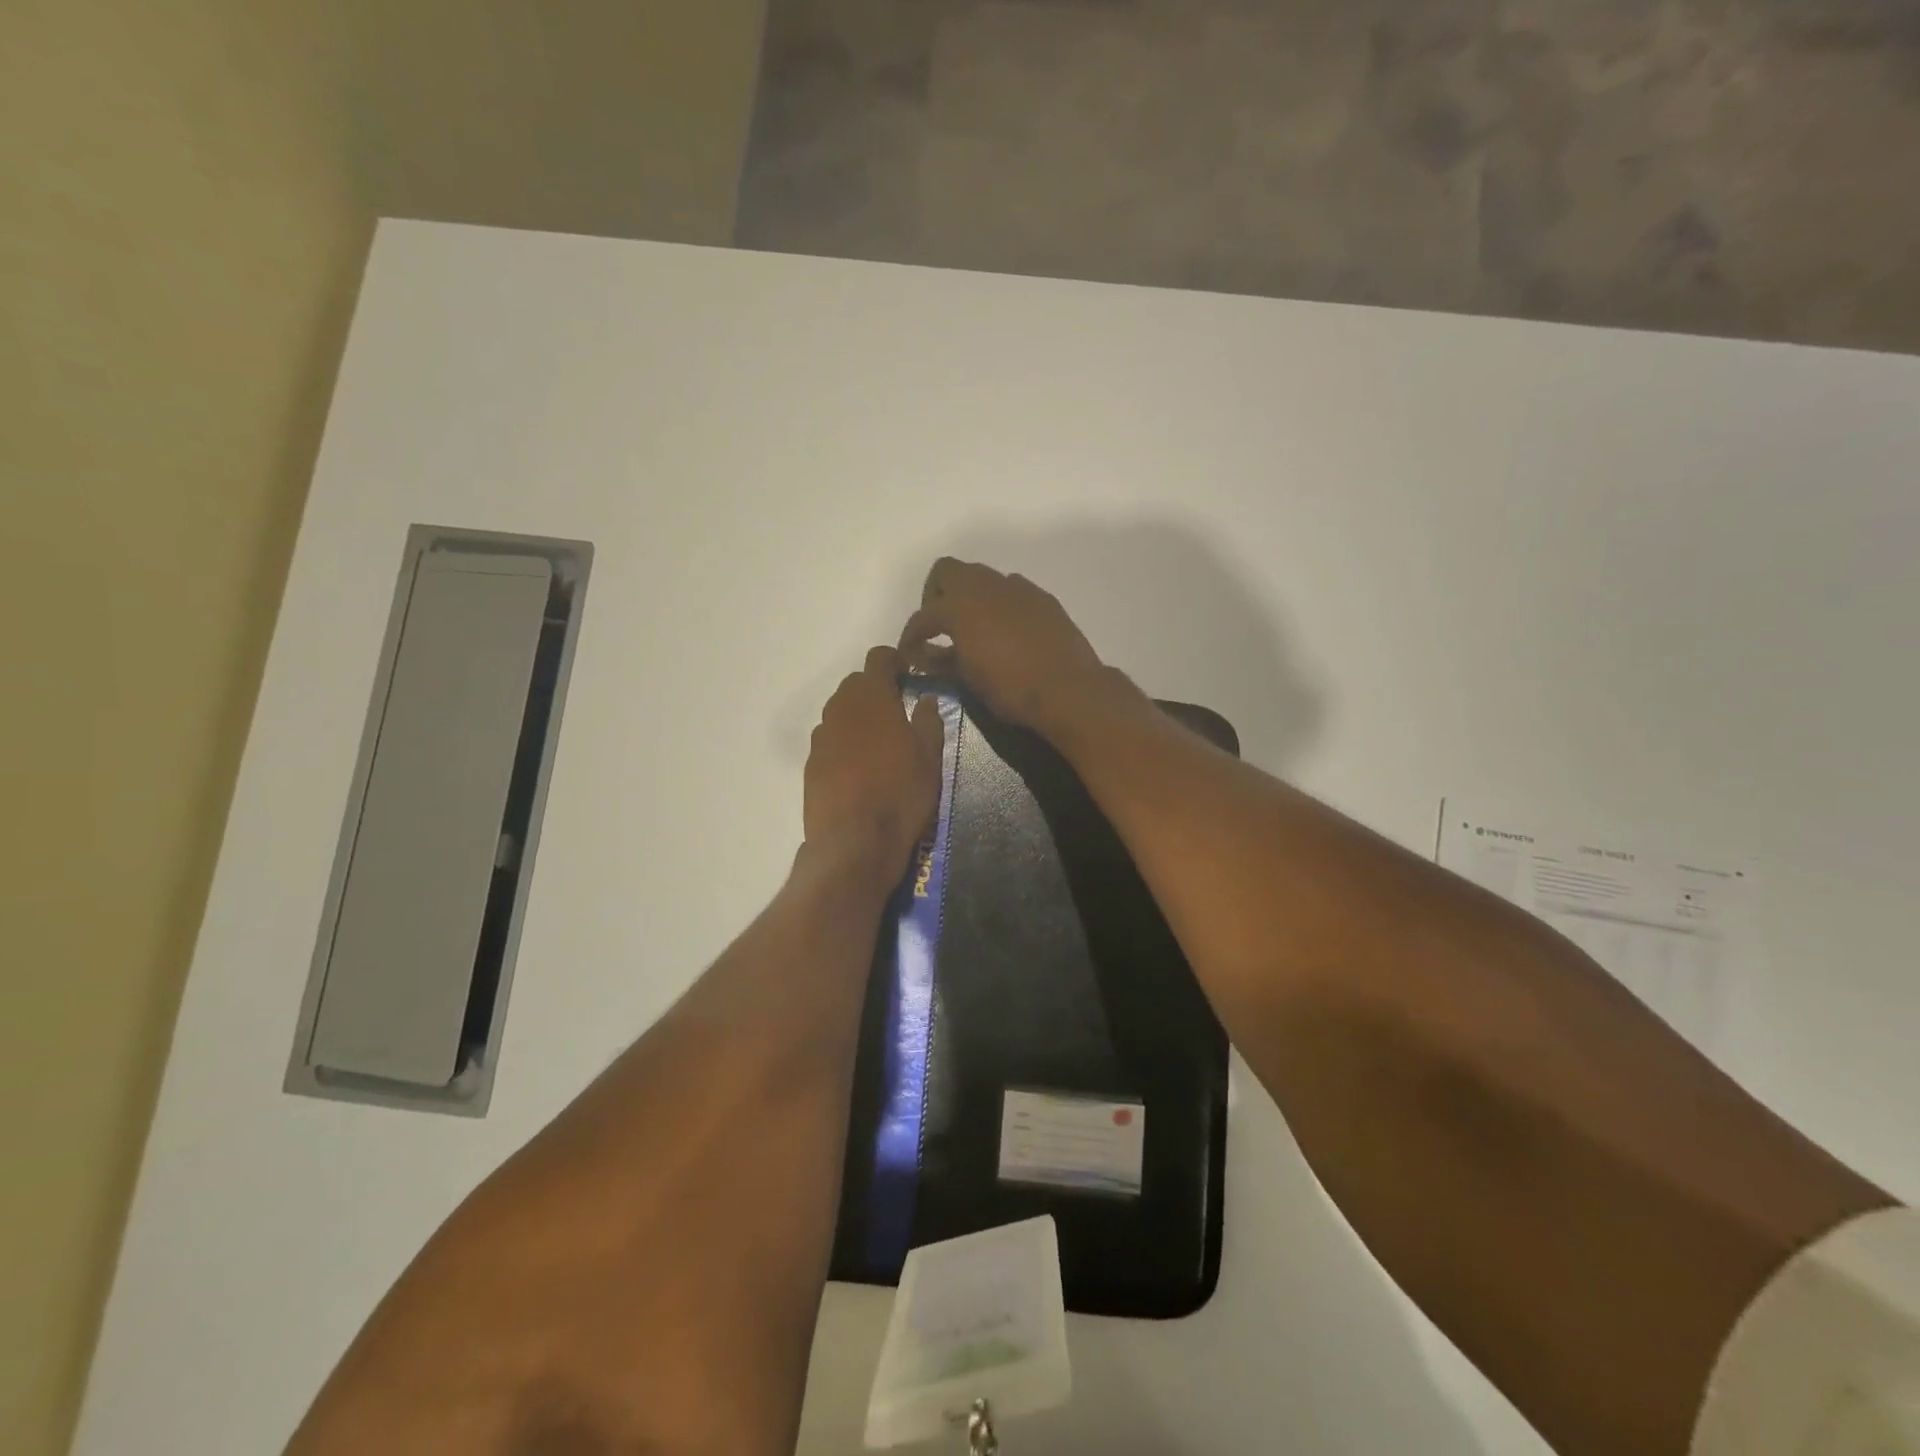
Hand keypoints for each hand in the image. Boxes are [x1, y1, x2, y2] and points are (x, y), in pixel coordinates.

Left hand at [804, 646, 944, 877]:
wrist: (854, 842)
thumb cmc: (901, 793)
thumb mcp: (930, 757)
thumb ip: (928, 720)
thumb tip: (925, 699)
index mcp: (873, 697)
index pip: (878, 658)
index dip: (895, 661)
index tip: (909, 676)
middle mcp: (841, 708)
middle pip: (856, 683)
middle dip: (876, 690)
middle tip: (898, 713)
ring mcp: (821, 736)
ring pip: (840, 712)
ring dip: (859, 717)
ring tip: (879, 744)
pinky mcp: (810, 763)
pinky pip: (830, 740)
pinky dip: (844, 743)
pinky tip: (859, 770)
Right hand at [897, 558, 1116, 737]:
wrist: (1068, 688)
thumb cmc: (1011, 688)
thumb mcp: (968, 679)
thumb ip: (942, 660)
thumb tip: (926, 655)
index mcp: (959, 606)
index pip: (923, 616)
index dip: (911, 636)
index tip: (910, 655)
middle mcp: (985, 586)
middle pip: (947, 571)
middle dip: (936, 595)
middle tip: (939, 627)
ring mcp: (1016, 588)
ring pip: (981, 577)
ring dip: (969, 597)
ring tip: (972, 628)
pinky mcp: (1041, 597)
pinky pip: (1010, 590)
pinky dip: (998, 604)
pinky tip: (1004, 631)